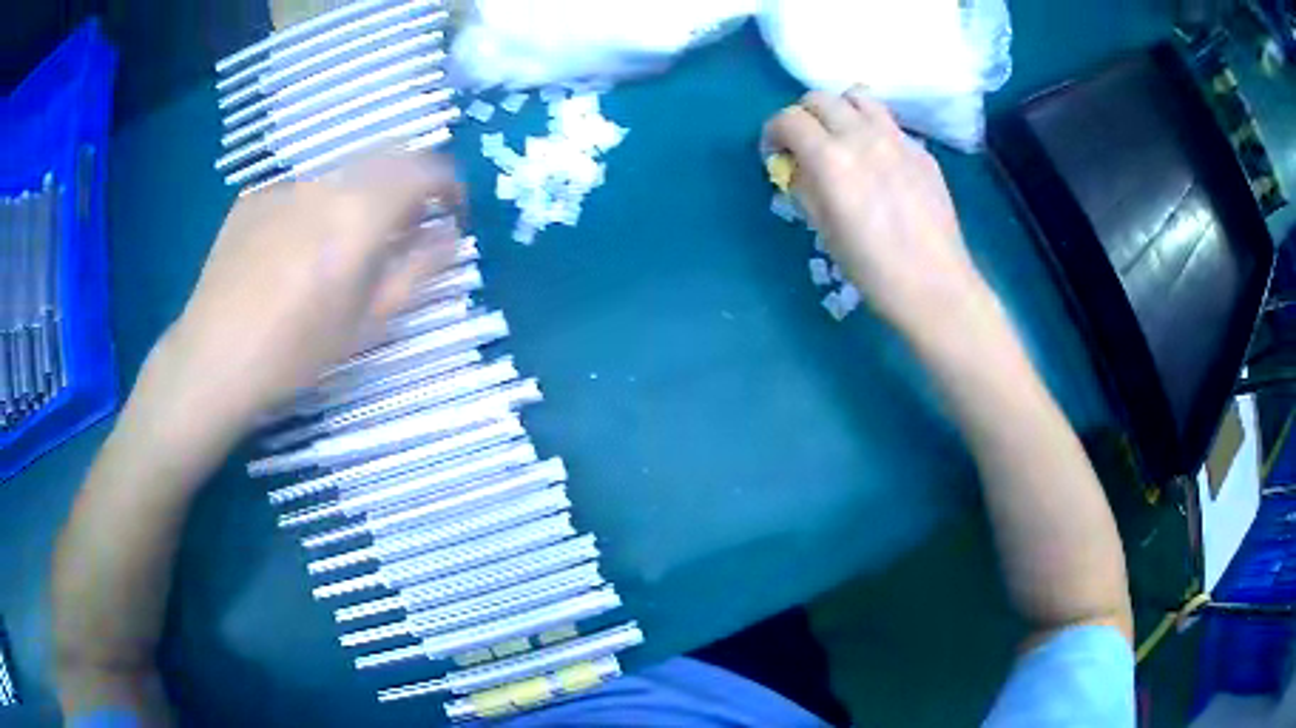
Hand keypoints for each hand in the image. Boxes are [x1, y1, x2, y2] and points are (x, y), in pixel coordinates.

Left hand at [159, 151, 461, 431]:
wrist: (213, 360)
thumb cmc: (296, 353)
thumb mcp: (368, 321)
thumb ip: (418, 268)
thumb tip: (450, 234)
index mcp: (360, 211)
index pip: (425, 168)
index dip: (450, 184)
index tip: (453, 213)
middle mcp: (325, 183)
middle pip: (386, 157)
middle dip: (408, 184)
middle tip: (406, 228)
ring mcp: (284, 187)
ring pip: (341, 175)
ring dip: (361, 197)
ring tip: (344, 247)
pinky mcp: (253, 199)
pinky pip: (301, 192)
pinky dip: (317, 209)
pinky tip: (294, 253)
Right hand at [763, 87, 988, 337]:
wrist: (934, 285)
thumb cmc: (872, 269)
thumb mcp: (824, 230)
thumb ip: (804, 187)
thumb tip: (796, 167)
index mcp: (831, 159)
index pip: (788, 119)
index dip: (773, 133)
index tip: (776, 155)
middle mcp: (862, 136)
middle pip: (819, 98)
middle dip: (803, 116)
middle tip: (806, 146)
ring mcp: (897, 138)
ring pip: (858, 96)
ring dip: (840, 110)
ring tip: (842, 138)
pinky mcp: (921, 150)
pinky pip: (888, 122)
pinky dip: (872, 128)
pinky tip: (878, 161)